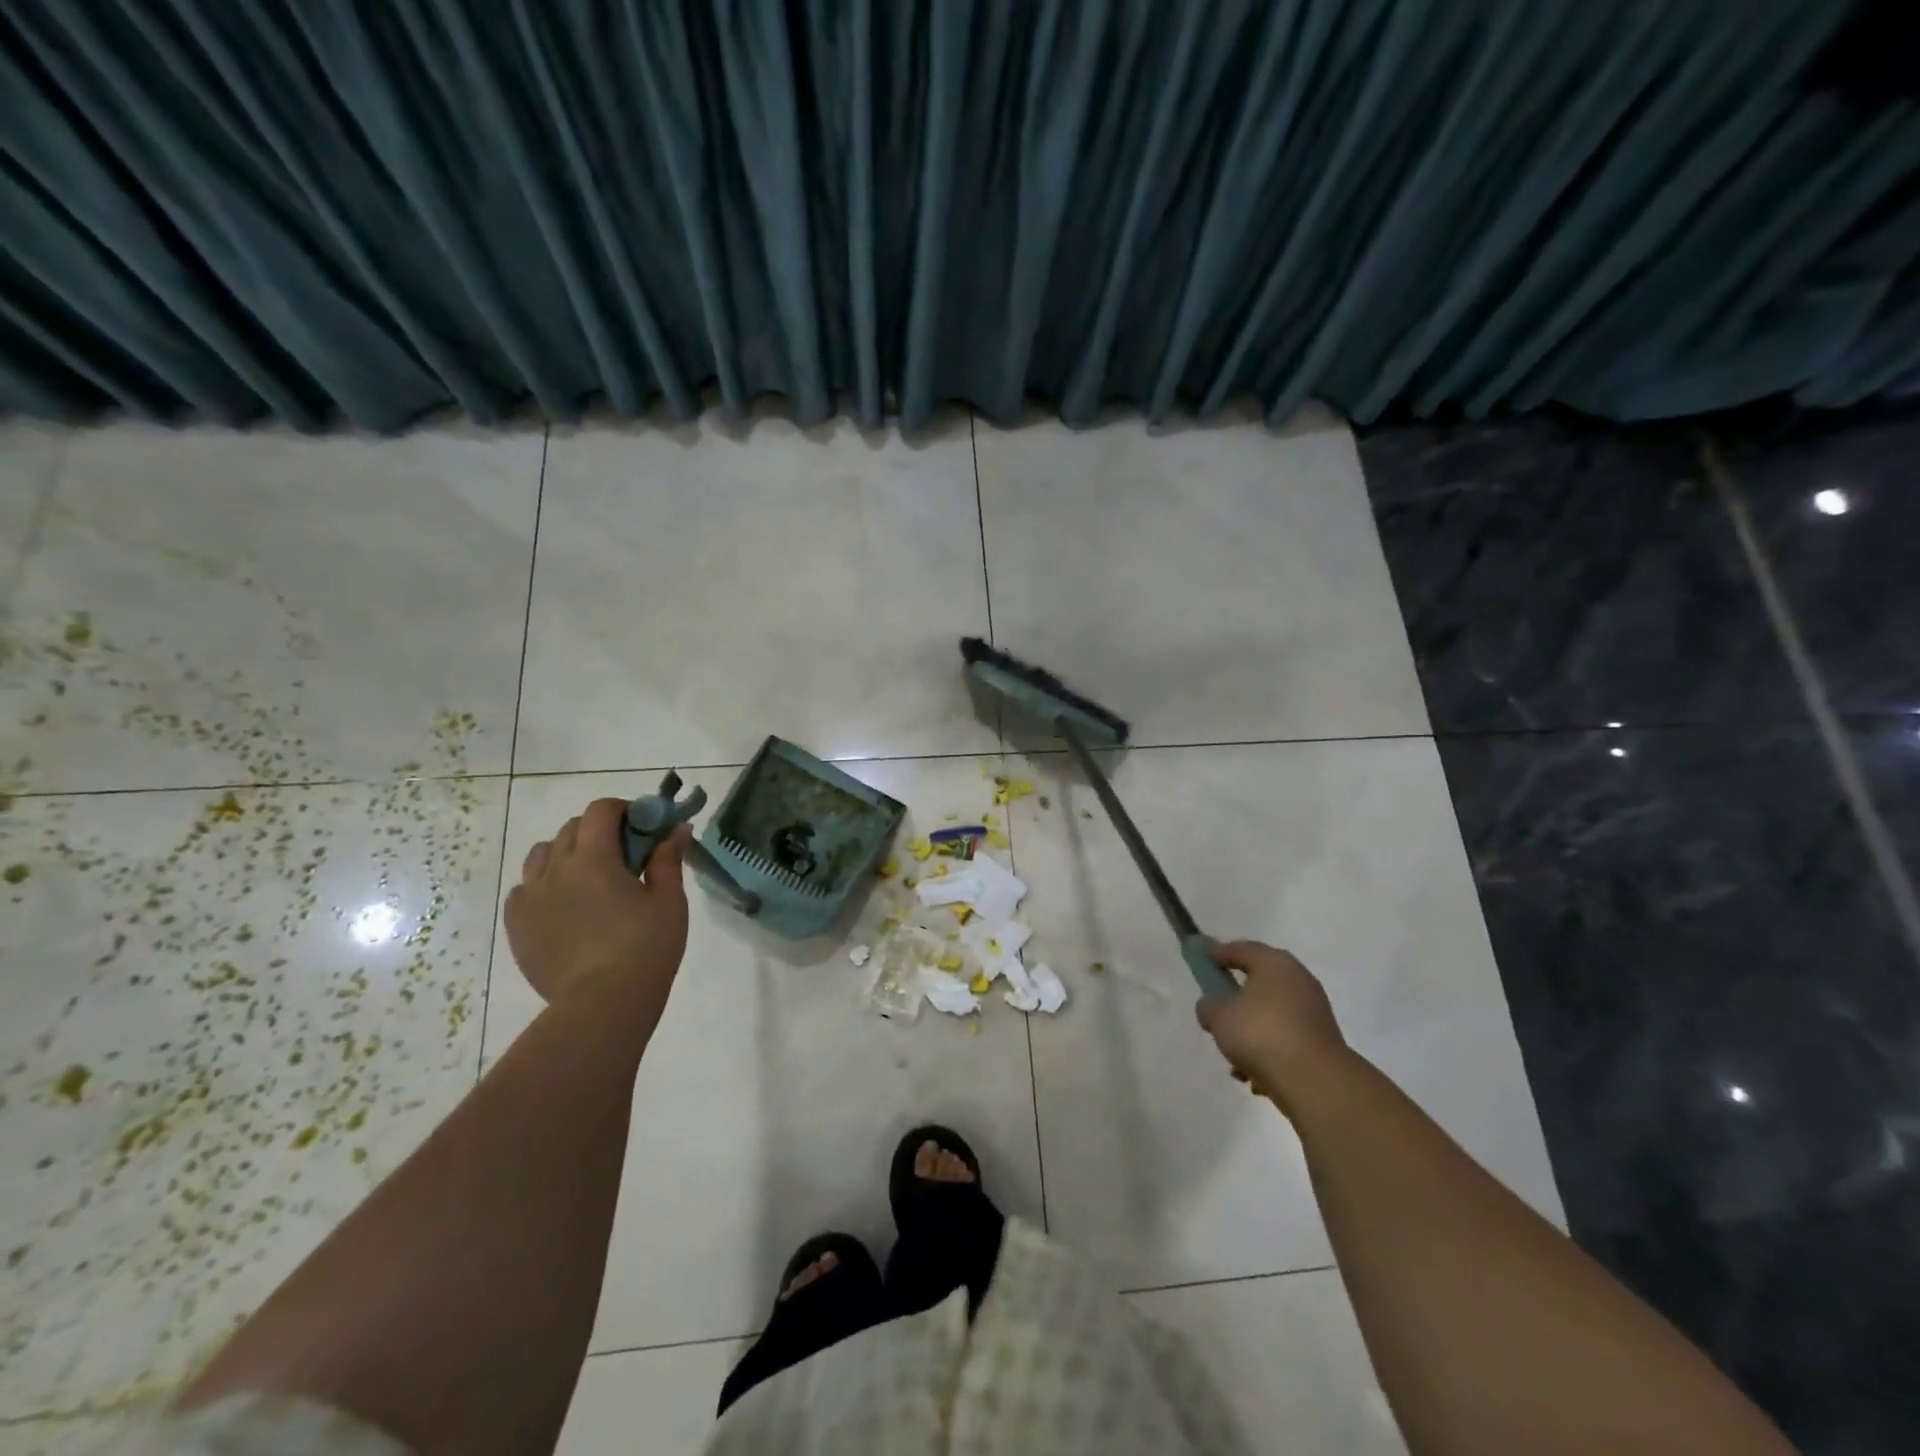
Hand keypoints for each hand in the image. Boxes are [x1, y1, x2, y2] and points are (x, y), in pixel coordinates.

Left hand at [504, 798, 691, 1011]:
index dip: (623, 809)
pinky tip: (565, 905)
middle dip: (599, 830)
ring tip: (589, 878)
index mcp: (594, 858)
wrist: (603, 1004)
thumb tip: (678, 828)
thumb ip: (668, 859)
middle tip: (625, 853)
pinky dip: (544, 885)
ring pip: (542, 855)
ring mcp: (530, 898)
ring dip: (567, 853)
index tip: (643, 825)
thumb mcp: (669, 900)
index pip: (600, 810)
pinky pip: (524, 889)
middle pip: (571, 829)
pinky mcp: (517, 925)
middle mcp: (555, 869)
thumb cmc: (645, 947)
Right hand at [1195, 941, 1347, 1105]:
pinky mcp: (1322, 1041)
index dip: (1218, 952)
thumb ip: (1209, 1006)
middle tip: (1217, 1007)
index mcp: (1274, 963)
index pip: (1240, 949)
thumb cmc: (1261, 1033)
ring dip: (1252, 1028)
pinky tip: (1254, 1075)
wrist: (1315, 1081)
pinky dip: (1269, 1049)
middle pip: (1260, 981)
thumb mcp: (1219, 1016)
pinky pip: (1285, 1037)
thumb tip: (1213, 1007)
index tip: (1202, 957)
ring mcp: (1314, 1011)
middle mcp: (1298, 980)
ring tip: (1233, 1054)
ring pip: (1272, 1013)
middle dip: (1237, 995)